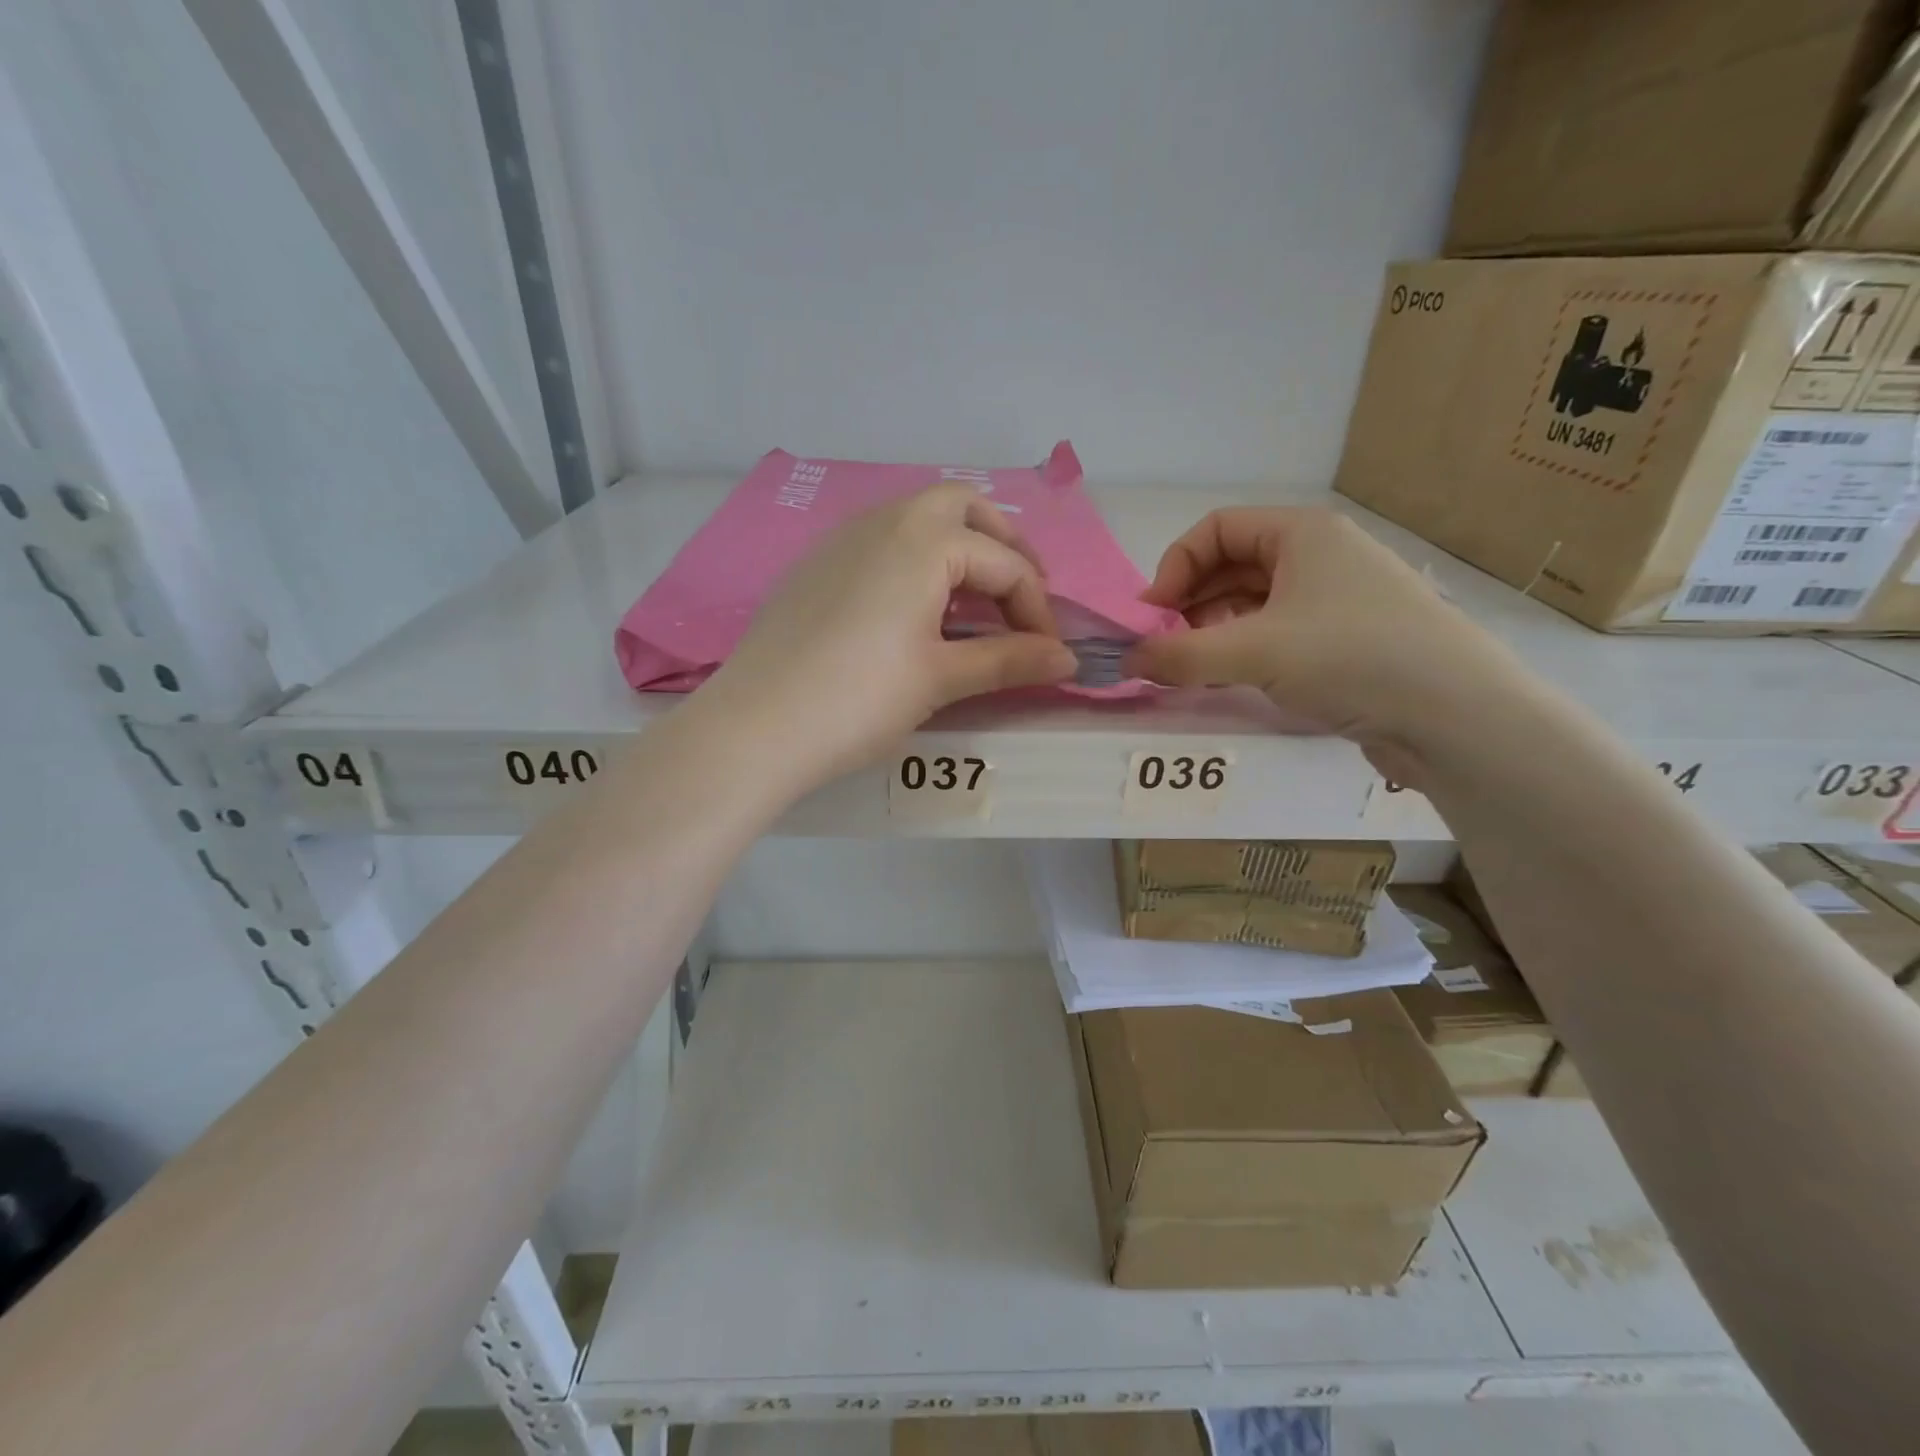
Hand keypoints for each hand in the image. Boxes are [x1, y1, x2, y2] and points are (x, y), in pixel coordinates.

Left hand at [695, 485, 1078, 786]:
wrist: (756, 727)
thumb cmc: (860, 699)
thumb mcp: (941, 679)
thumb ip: (1009, 661)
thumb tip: (1068, 660)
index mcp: (924, 540)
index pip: (1005, 563)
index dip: (1038, 609)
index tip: (1049, 654)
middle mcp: (884, 521)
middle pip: (963, 508)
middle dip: (1003, 546)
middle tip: (1020, 597)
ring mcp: (842, 538)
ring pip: (917, 519)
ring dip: (958, 549)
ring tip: (974, 604)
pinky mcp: (815, 565)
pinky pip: (881, 541)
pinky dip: (916, 560)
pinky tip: (914, 609)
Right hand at [1124, 507, 1522, 780]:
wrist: (1456, 715)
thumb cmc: (1350, 657)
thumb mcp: (1252, 652)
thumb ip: (1178, 656)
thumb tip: (1124, 663)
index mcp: (1302, 533)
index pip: (1215, 529)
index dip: (1173, 567)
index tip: (1151, 617)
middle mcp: (1321, 556)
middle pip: (1233, 566)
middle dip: (1190, 604)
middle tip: (1167, 647)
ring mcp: (1338, 598)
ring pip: (1255, 603)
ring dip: (1215, 631)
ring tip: (1196, 669)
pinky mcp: (1349, 639)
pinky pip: (1279, 633)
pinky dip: (1246, 651)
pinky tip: (1233, 681)